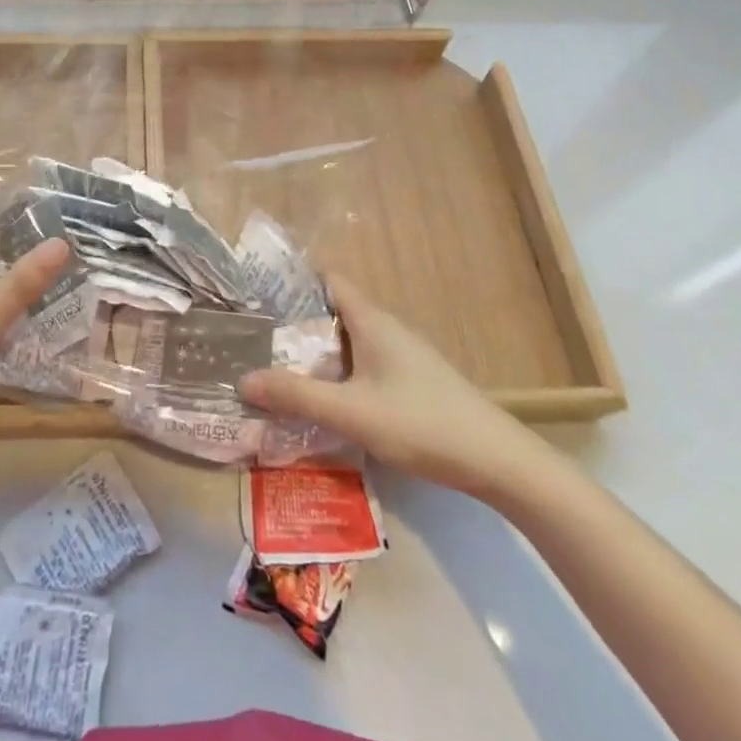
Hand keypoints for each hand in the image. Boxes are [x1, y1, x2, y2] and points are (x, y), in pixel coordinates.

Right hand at [240, 274, 549, 498]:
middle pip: (335, 312)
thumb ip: (297, 396)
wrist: (497, 459)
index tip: (259, 295)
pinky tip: (327, 400)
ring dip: (318, 352)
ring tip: (280, 369)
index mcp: (372, 321)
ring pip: (350, 342)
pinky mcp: (414, 381)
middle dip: (297, 324)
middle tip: (259, 340)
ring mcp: (403, 355)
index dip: (295, 282)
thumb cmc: (420, 423)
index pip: (329, 281)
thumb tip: (244, 379)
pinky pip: (366, 364)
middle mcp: (387, 329)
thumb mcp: (351, 412)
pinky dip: (340, 372)